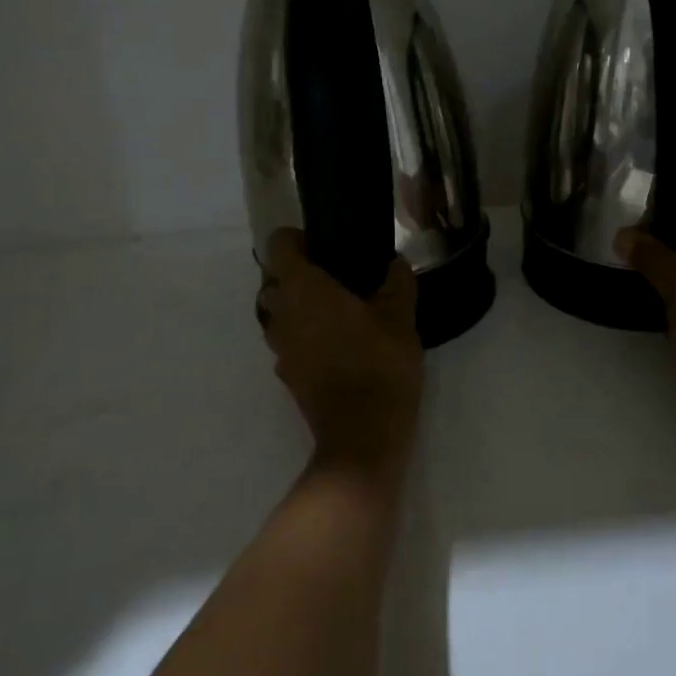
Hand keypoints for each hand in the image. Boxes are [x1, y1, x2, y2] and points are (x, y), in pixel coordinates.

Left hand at [257, 228, 423, 475]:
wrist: (363, 437)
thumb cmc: (379, 364)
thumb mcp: (400, 317)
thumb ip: (397, 282)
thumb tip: (395, 262)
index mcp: (303, 289)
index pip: (279, 245)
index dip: (298, 238)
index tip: (324, 243)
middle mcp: (281, 314)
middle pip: (275, 280)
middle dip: (300, 274)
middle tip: (338, 276)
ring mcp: (280, 348)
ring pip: (279, 314)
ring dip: (301, 307)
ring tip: (340, 311)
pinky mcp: (288, 376)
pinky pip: (290, 342)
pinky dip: (306, 336)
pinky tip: (340, 345)